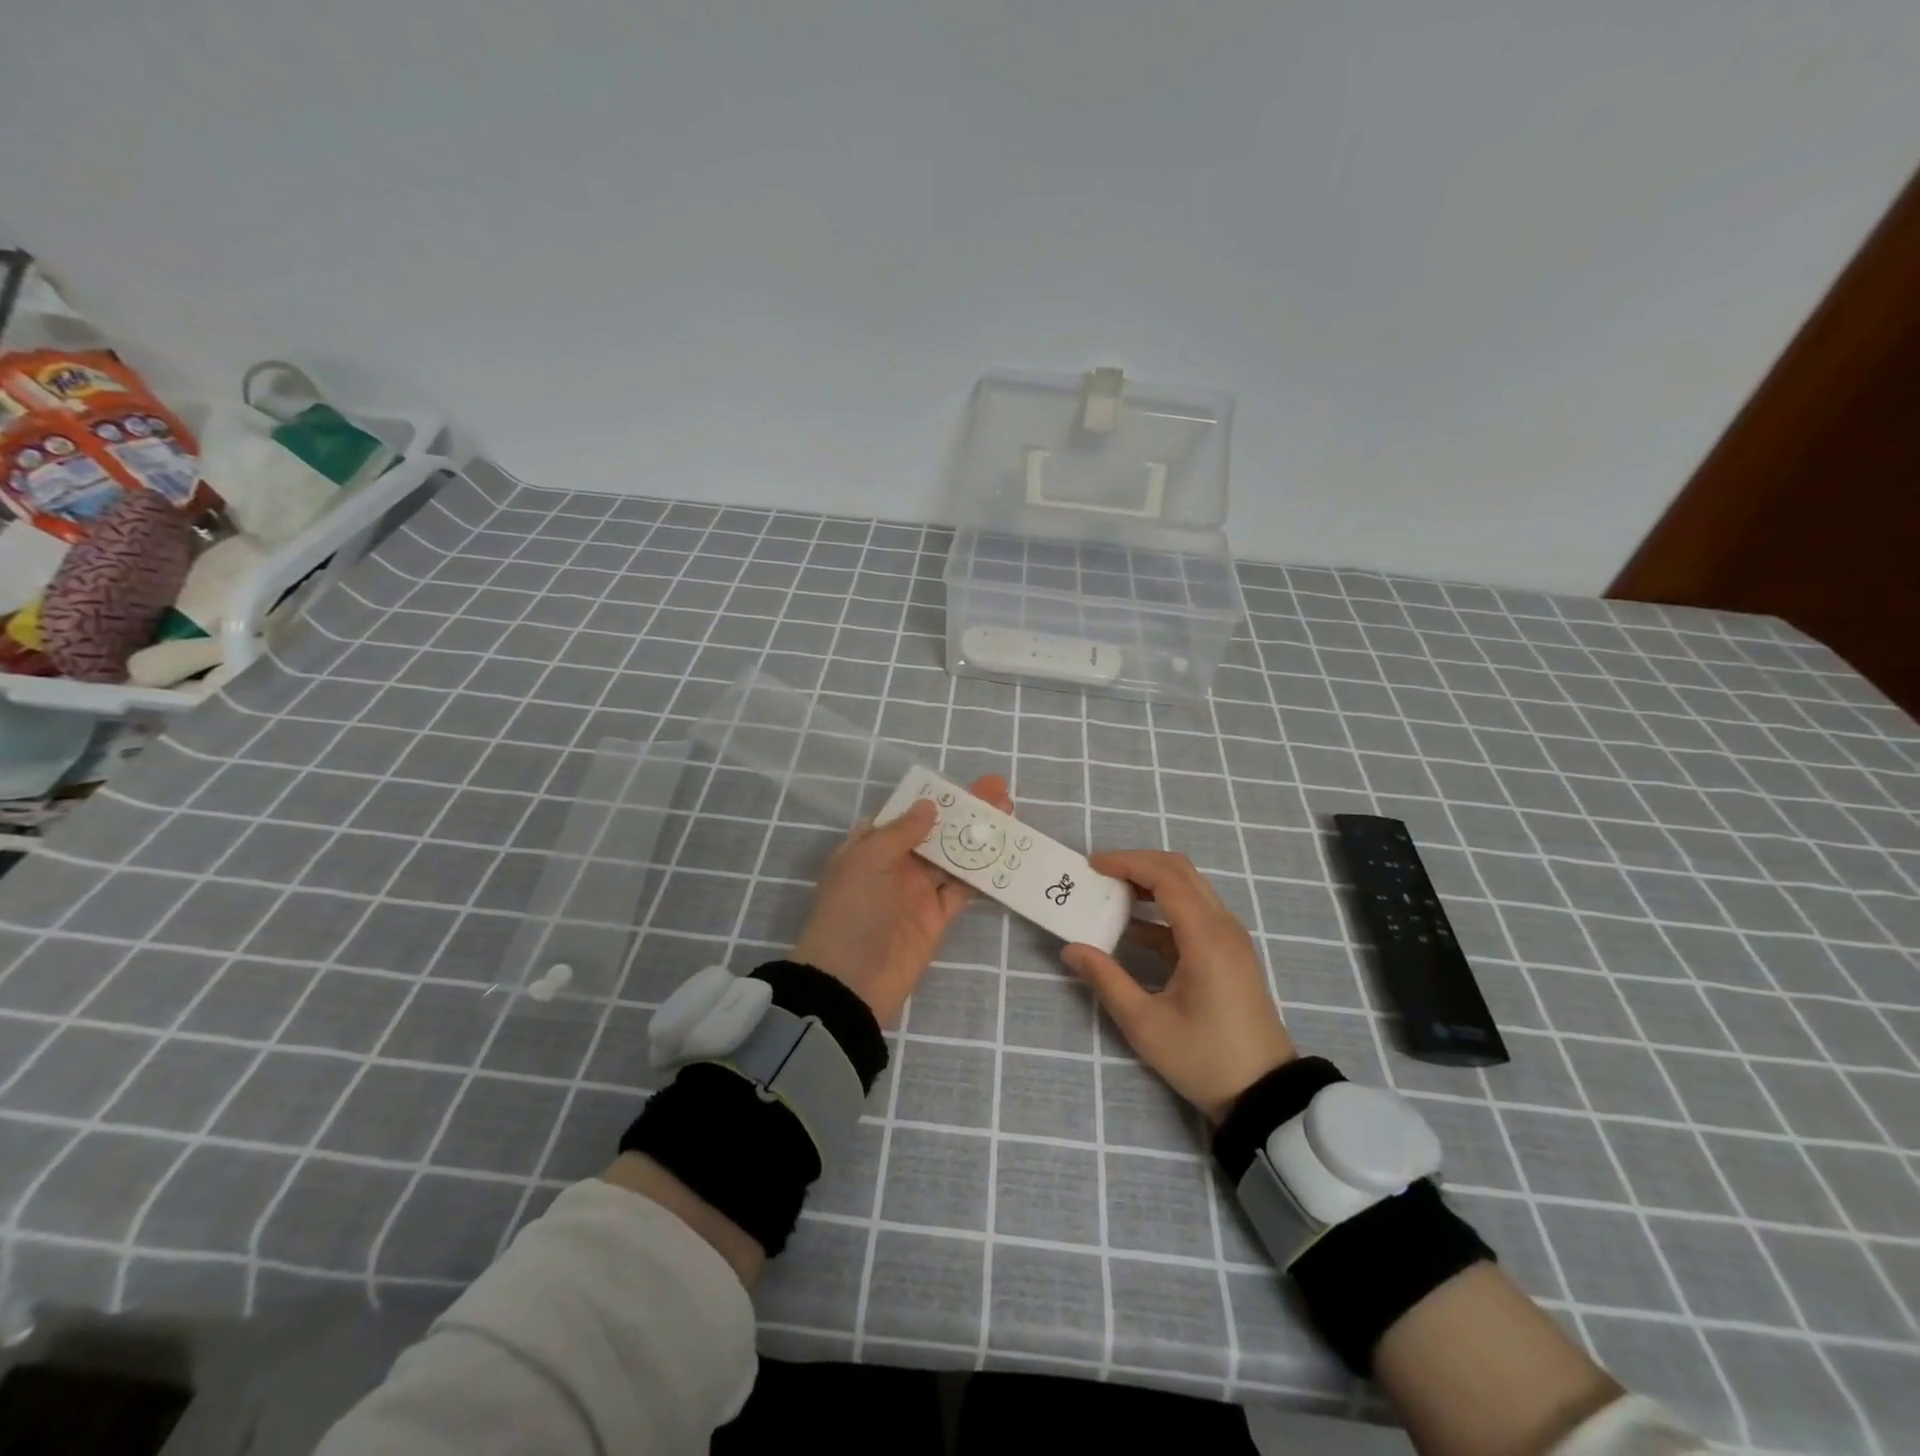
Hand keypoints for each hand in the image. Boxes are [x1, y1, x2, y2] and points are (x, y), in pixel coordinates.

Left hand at [791, 774, 1013, 1024]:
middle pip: (935, 832)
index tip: (960, 785)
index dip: (931, 798)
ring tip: (1009, 814)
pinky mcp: (937, 917)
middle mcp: (895, 865)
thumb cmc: (852, 912)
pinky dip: (983, 874)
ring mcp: (918, 891)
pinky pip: (963, 889)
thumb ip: (901, 832)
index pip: (903, 814)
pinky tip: (1006, 854)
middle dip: (965, 812)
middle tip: (999, 790)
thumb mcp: (867, 861)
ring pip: (954, 856)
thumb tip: (928, 805)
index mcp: (871, 847)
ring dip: (979, 837)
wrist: (852, 982)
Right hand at [1061, 850, 1295, 1123]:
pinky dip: (1162, 907)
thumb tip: (1070, 949)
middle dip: (1136, 864)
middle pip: (1180, 871)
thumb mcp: (1145, 1024)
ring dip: (1149, 882)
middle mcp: (1223, 926)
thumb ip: (1106, 979)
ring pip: (1189, 887)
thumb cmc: (1204, 1059)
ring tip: (1109, 893)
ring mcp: (1230, 937)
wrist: (1264, 1093)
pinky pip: (1195, 911)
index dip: (1127, 863)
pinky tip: (1131, 927)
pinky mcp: (1229, 951)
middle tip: (1098, 874)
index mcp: (1206, 938)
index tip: (1092, 866)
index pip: (1166, 877)